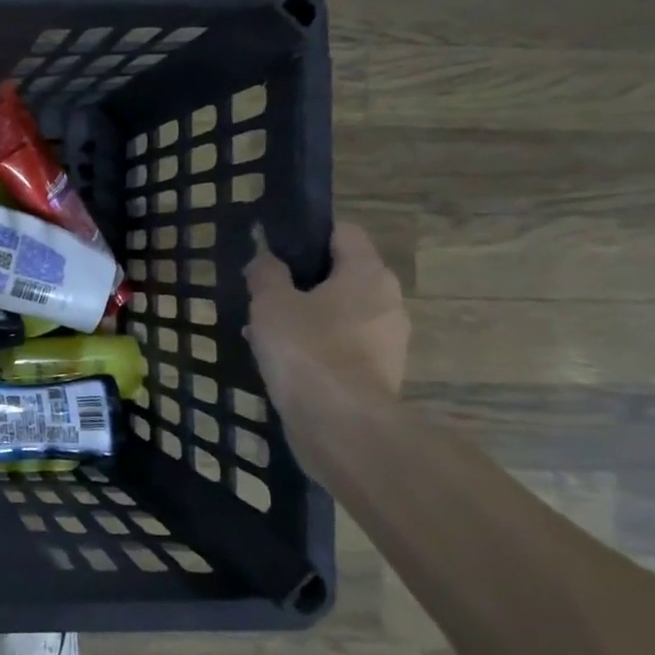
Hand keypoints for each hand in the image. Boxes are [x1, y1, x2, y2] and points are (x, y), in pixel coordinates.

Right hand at [245, 222, 408, 408]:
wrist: (340, 422)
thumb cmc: (305, 348)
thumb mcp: (270, 302)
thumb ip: (266, 274)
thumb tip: (267, 259)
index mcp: (367, 272)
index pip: (343, 232)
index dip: (309, 234)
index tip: (276, 249)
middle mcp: (387, 300)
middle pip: (343, 275)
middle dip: (304, 282)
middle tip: (265, 295)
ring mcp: (388, 340)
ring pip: (341, 313)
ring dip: (308, 316)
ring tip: (266, 331)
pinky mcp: (379, 373)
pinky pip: (343, 345)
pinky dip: (316, 346)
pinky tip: (284, 360)